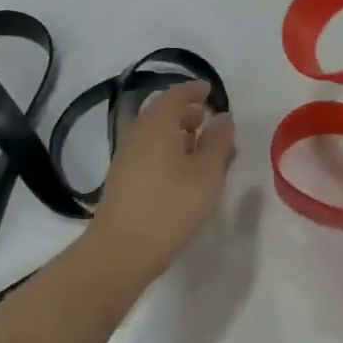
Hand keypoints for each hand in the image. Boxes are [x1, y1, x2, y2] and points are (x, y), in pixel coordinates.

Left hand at [89, 81, 236, 281]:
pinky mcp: (122, 180)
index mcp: (158, 123)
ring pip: (155, 135)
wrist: (120, 251)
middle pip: (163, 113)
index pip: (176, 94)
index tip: (211, 92)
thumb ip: (218, 142)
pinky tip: (183, 175)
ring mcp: (126, 157)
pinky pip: (149, 153)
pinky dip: (168, 153)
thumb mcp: (207, 173)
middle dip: (188, 114)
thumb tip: (222, 118)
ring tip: (203, 152)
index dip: (194, 90)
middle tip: (210, 123)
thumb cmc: (170, 206)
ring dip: (178, 136)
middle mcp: (138, 133)